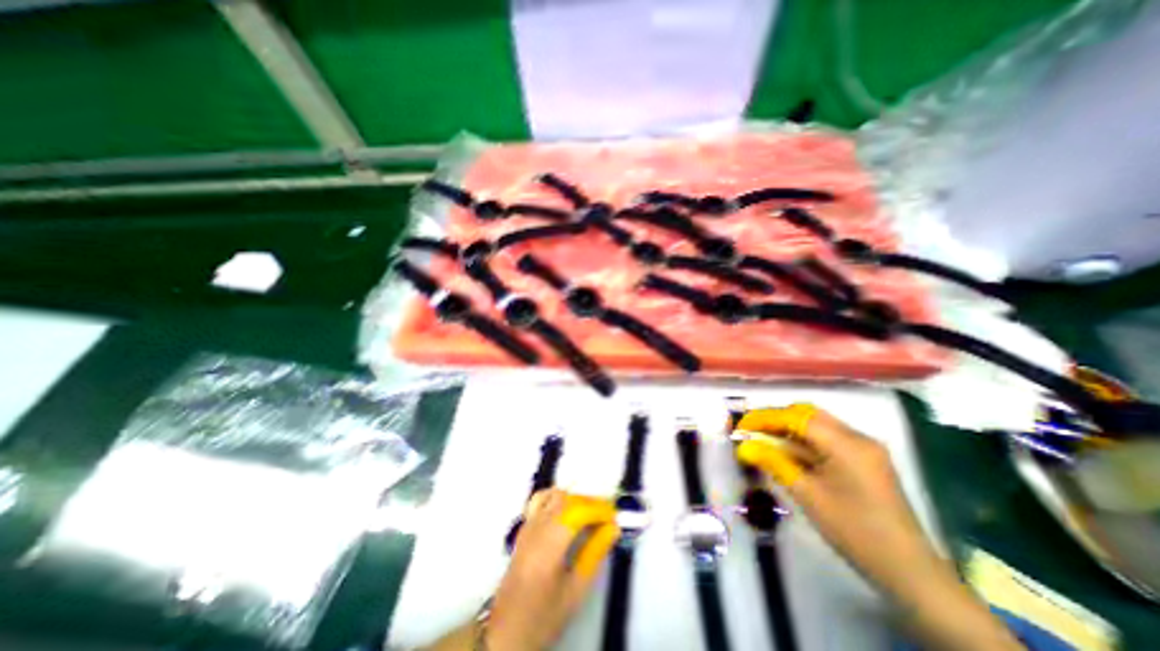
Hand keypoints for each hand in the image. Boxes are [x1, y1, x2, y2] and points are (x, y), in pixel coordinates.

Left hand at [485, 487, 619, 649]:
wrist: (507, 630)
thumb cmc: (544, 614)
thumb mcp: (575, 590)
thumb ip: (595, 554)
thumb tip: (613, 528)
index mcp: (550, 543)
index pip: (578, 511)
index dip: (599, 509)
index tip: (615, 517)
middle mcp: (537, 526)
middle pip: (567, 499)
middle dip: (590, 502)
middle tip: (607, 517)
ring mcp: (528, 524)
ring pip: (554, 496)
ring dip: (575, 499)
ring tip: (589, 513)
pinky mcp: (523, 527)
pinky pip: (540, 500)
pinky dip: (556, 497)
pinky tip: (565, 510)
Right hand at [734, 404, 1021, 647]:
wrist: (911, 573)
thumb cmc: (855, 532)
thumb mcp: (808, 495)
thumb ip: (774, 463)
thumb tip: (743, 447)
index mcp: (847, 444)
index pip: (797, 417)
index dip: (764, 418)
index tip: (740, 427)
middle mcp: (858, 437)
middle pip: (808, 414)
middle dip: (775, 418)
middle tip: (751, 431)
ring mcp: (864, 448)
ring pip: (817, 425)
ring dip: (788, 429)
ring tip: (762, 440)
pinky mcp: (865, 460)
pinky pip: (827, 440)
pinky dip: (803, 441)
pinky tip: (786, 452)